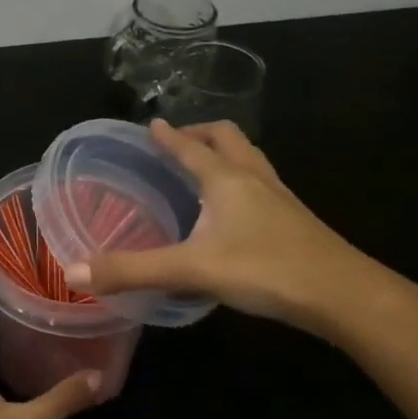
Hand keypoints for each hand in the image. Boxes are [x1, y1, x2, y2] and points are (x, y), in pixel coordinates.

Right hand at [65, 120, 378, 334]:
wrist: (343, 294)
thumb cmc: (265, 269)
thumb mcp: (191, 270)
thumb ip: (132, 271)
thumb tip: (74, 271)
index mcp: (226, 179)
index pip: (189, 146)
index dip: (167, 135)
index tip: (150, 123)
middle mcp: (254, 178)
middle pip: (228, 138)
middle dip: (200, 134)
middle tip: (177, 142)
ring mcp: (280, 197)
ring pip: (250, 159)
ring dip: (225, 154)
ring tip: (205, 168)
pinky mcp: (295, 219)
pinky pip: (262, 184)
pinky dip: (242, 181)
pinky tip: (236, 211)